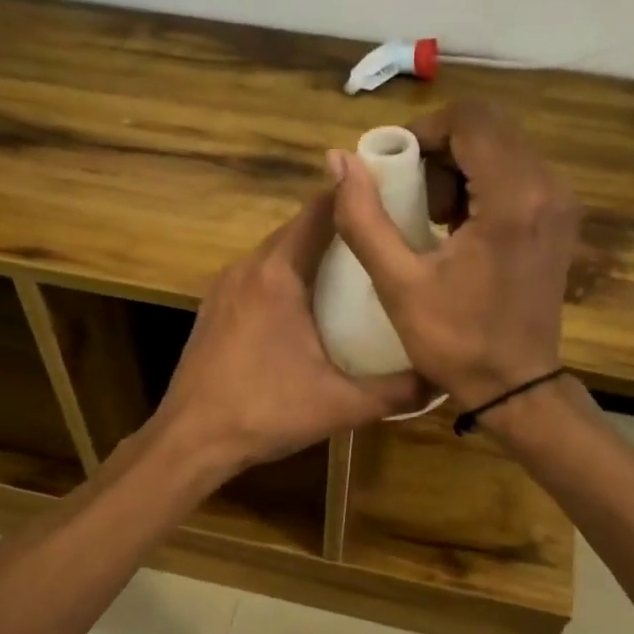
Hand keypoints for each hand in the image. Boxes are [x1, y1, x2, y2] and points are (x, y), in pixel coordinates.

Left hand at [155, 192, 432, 471]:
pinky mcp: (214, 308)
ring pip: (276, 252)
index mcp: (278, 274)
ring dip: (312, 252)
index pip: (319, 210)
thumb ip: (396, 391)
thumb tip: (443, 379)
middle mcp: (247, 268)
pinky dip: (287, 274)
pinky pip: (258, 275)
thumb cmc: (264, 412)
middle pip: (298, 228)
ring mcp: (224, 287)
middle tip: (385, 237)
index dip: (355, 195)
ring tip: (356, 267)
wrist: (190, 440)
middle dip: (340, 226)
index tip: (394, 194)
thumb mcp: (340, 405)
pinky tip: (310, 302)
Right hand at [329, 101, 578, 410]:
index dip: (424, 132)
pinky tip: (457, 227)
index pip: (470, 120)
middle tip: (409, 195)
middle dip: (440, 150)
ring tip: (430, 217)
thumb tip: (338, 161)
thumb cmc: (456, 341)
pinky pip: (516, 173)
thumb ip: (364, 218)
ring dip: (459, 167)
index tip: (394, 168)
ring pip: (502, 147)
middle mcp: (547, 187)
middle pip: (488, 128)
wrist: (516, 386)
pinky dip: (481, 184)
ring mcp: (560, 203)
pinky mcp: (559, 219)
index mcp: (513, 198)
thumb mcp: (398, 284)